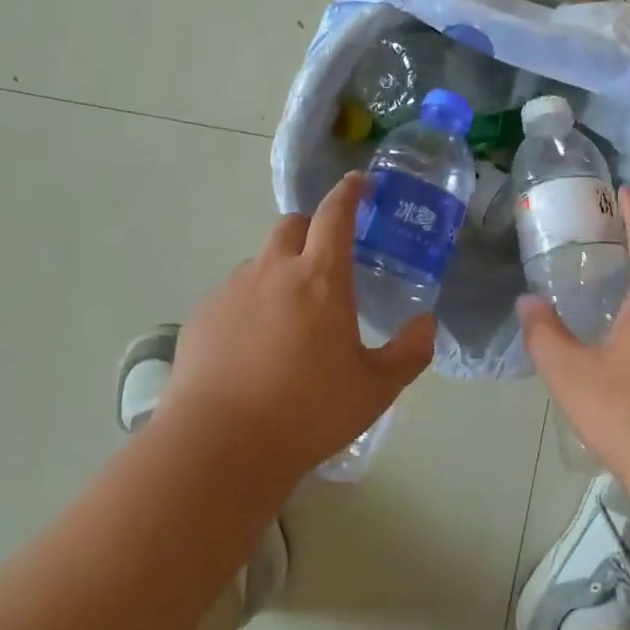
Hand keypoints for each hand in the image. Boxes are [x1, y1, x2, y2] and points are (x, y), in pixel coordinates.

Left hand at [162, 173, 434, 486]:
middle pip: (291, 226)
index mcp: (320, 278)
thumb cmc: (307, 412)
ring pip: (260, 263)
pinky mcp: (202, 316)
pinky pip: (233, 295)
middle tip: (325, 262)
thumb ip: (409, 353)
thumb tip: (427, 323)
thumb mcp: (374, 390)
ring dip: (279, 273)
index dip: (349, 192)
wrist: (219, 446)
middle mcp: (273, 271)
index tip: (359, 183)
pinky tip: (252, 348)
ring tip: (288, 320)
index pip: (335, 214)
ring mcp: (232, 291)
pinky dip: (250, 306)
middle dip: (311, 230)